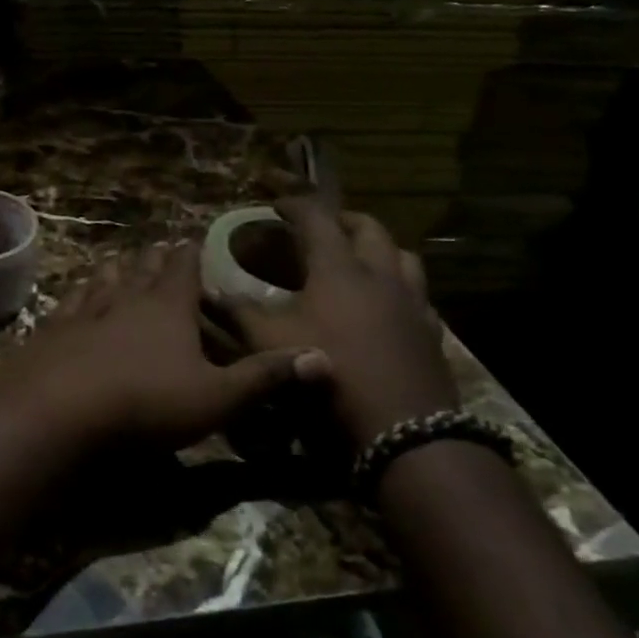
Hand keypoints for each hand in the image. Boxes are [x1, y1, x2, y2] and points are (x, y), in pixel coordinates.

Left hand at [0, 243, 323, 447]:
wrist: (59, 409)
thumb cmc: (146, 402)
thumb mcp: (217, 397)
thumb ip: (266, 377)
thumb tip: (324, 356)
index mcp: (167, 308)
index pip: (183, 269)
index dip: (191, 253)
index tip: (193, 238)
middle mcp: (125, 300)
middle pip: (142, 270)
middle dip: (154, 258)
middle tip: (159, 245)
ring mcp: (84, 313)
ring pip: (103, 282)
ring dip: (113, 270)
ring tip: (117, 260)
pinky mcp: (52, 333)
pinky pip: (67, 306)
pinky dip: (75, 296)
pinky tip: (71, 297)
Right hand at [222, 197, 457, 444]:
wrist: (401, 433)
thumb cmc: (329, 375)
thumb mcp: (270, 344)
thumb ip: (238, 314)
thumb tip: (208, 293)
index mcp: (339, 269)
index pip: (317, 219)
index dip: (295, 206)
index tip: (276, 204)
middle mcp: (381, 276)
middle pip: (369, 228)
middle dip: (343, 219)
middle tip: (321, 226)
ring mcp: (412, 304)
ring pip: (403, 257)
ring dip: (379, 248)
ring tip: (358, 259)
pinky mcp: (430, 334)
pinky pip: (418, 296)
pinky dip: (399, 288)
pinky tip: (385, 307)